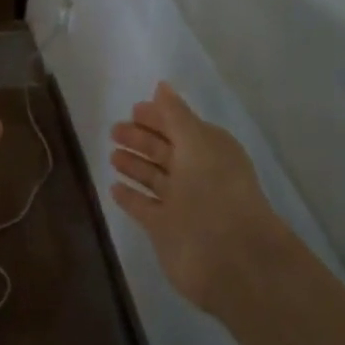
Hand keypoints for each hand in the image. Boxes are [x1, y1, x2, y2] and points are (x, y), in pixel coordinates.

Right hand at [110, 83, 287, 315]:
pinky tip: (114, 188)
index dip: (158, 117)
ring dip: (134, 166)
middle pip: (164, 151)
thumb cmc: (215, 191)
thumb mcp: (197, 143)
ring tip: (112, 155)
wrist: (231, 258)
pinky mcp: (166, 230)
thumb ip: (175, 115)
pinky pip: (144, 207)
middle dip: (141, 139)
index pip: (180, 126)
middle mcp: (197, 174)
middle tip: (114, 130)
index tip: (133, 109)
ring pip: (153, 178)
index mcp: (210, 150)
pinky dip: (131, 197)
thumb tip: (161, 86)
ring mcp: (181, 203)